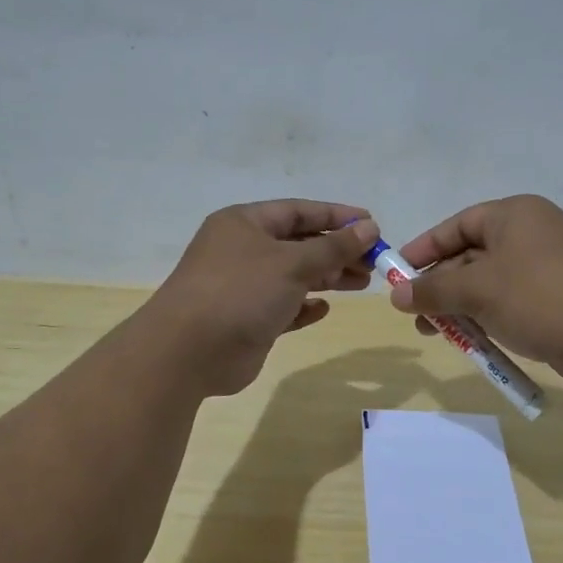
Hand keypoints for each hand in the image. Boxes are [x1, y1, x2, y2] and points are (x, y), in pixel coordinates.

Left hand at [145, 199, 378, 396]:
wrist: (189, 351)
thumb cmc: (241, 292)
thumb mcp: (292, 263)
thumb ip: (333, 247)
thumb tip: (369, 228)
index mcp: (245, 224)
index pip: (298, 211)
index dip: (336, 216)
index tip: (372, 225)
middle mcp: (242, 250)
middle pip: (299, 244)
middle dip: (337, 251)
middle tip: (374, 262)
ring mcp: (243, 287)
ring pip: (294, 276)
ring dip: (327, 278)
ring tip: (362, 283)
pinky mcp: (247, 320)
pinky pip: (283, 308)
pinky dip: (304, 307)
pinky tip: (323, 310)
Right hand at [385, 195, 562, 389]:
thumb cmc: (540, 297)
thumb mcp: (477, 290)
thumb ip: (432, 290)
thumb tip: (395, 294)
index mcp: (514, 216)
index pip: (457, 225)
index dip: (424, 249)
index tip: (397, 274)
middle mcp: (531, 235)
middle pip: (471, 256)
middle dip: (440, 286)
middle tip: (415, 313)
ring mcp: (548, 268)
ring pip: (490, 284)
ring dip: (461, 307)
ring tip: (437, 334)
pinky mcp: (559, 300)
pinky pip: (511, 304)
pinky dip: (488, 319)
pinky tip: (472, 342)